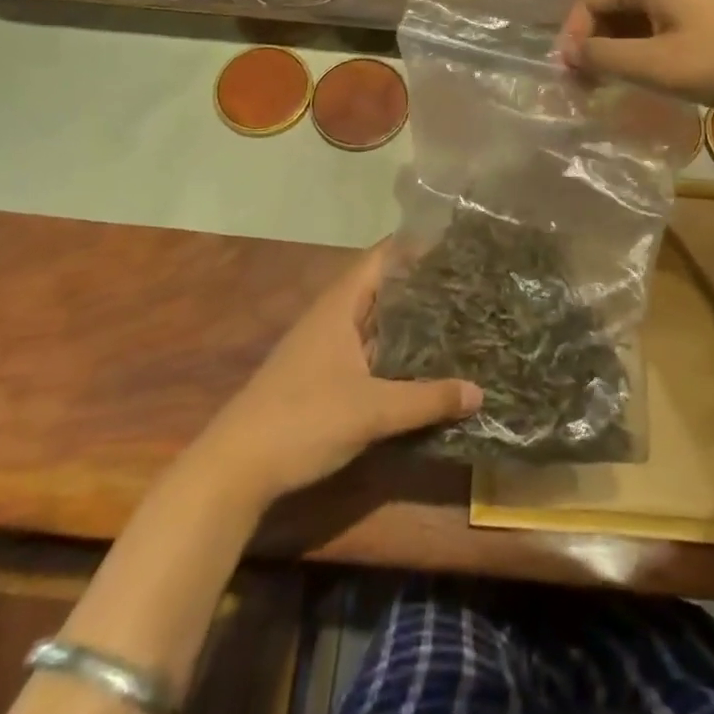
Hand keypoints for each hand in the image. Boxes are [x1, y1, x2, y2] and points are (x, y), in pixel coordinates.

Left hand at [195, 243, 481, 506]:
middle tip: (468, 285)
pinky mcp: (321, 379)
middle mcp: (331, 319)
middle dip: (421, 286)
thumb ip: (427, 399)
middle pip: (381, 289)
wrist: (235, 469)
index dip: (415, 246)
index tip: (455, 245)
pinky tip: (421, 366)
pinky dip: (394, 353)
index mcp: (339, 306)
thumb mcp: (373, 410)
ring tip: (455, 319)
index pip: (381, 258)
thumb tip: (479, 392)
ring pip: (374, 324)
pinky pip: (367, 352)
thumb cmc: (303, 420)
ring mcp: (323, 349)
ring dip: (408, 322)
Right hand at [557, 0, 713, 107]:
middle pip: (611, 2)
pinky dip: (645, 41)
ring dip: (620, 45)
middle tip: (590, 84)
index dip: (573, 38)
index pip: (589, 0)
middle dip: (596, 42)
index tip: (570, 77)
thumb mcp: (656, 65)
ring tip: (617, 82)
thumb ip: (605, 58)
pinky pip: (660, 15)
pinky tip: (651, 69)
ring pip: (636, 11)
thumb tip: (569, 54)